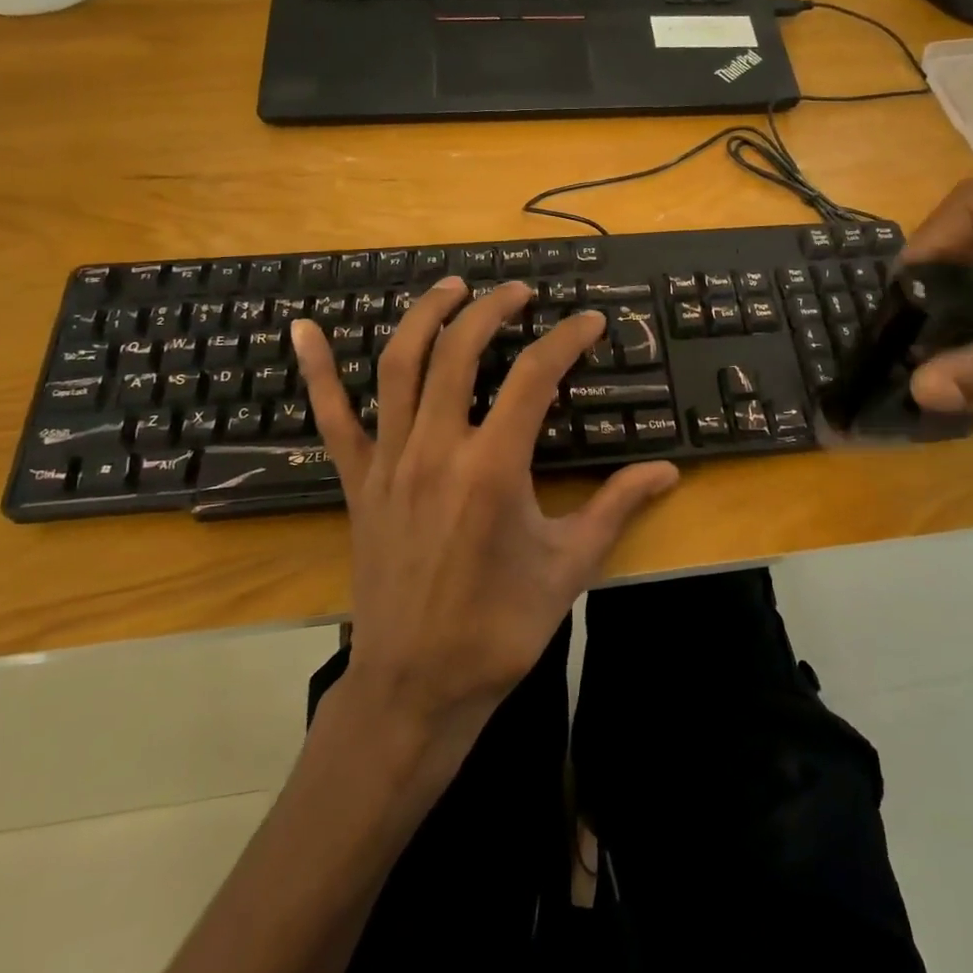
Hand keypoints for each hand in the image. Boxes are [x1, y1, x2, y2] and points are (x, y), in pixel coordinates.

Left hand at [291, 279, 677, 737]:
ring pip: (399, 366)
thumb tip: (668, 472)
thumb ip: (616, 508)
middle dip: (492, 308)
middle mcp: (437, 450)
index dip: (567, 339)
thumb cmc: (498, 628)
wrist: (415, 686)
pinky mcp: (359, 481)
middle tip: (519, 291)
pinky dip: (317, 371)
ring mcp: (390, 461)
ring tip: (452, 287)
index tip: (591, 321)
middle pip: (460, 351)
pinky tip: (305, 330)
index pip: (535, 377)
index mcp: (493, 469)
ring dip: (425, 316)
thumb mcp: (569, 567)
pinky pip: (330, 418)